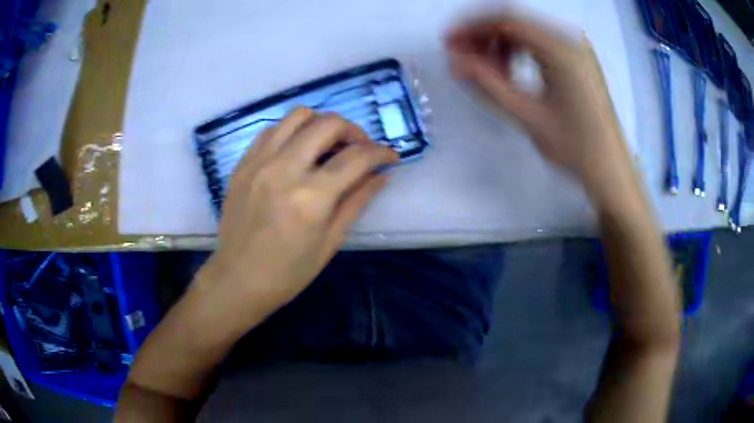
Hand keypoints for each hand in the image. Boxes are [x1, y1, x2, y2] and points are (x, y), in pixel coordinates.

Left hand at [196, 108, 397, 324]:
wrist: (237, 279)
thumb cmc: (287, 272)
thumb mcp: (330, 243)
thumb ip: (356, 202)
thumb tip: (381, 176)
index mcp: (311, 197)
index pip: (356, 158)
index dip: (381, 153)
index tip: (390, 156)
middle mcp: (284, 169)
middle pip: (328, 124)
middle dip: (354, 131)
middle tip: (359, 149)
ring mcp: (259, 162)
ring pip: (298, 115)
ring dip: (321, 124)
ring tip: (328, 145)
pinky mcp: (243, 164)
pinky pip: (271, 130)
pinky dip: (292, 132)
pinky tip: (297, 151)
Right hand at [446, 15, 630, 183]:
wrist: (611, 170)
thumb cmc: (575, 148)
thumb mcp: (528, 115)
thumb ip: (488, 84)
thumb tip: (454, 62)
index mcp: (562, 50)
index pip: (507, 21)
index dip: (472, 27)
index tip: (449, 42)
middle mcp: (571, 40)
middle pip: (516, 22)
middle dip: (484, 35)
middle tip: (462, 57)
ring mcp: (577, 48)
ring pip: (527, 32)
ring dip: (500, 44)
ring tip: (485, 71)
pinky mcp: (579, 59)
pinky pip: (541, 43)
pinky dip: (519, 51)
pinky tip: (510, 72)